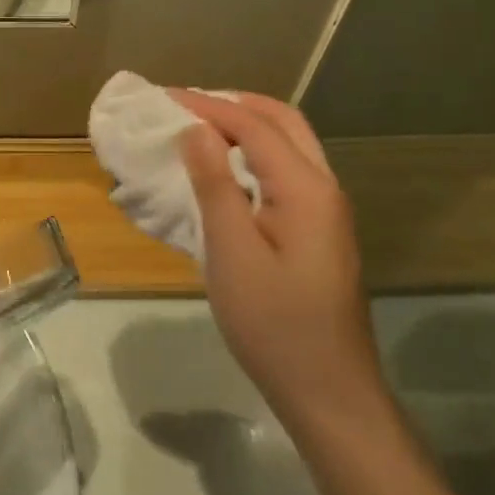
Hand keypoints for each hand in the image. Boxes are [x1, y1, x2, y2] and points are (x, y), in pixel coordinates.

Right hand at [174, 91, 385, 433]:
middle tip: (186, 105)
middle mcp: (324, 187)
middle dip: (233, 104)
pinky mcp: (321, 230)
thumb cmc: (275, 326)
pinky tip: (227, 168)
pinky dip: (256, 151)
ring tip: (201, 128)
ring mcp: (327, 210)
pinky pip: (288, 168)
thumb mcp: (233, 254)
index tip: (164, 97)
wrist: (331, 397)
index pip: (253, 125)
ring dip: (247, 125)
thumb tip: (196, 129)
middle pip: (282, 121)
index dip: (207, 106)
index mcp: (306, 188)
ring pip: (289, 143)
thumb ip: (214, 184)